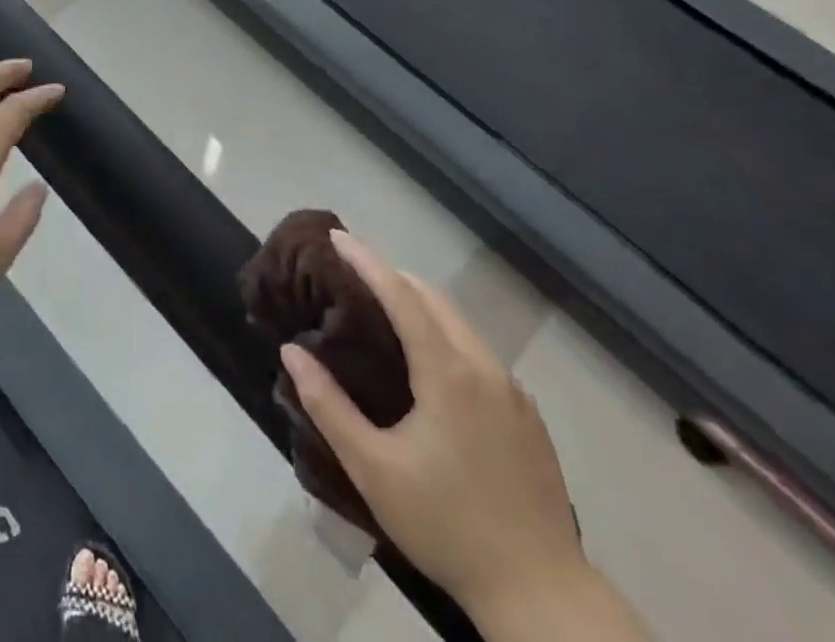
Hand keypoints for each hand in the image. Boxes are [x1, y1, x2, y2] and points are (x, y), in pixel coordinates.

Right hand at [279, 232, 593, 620]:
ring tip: (382, 309)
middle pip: (433, 297)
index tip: (337, 237)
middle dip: (391, 274)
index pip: (401, 293)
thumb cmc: (447, 526)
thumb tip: (292, 352)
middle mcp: (483, 367)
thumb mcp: (373, 469)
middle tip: (351, 273)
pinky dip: (444, 332)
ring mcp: (511, 390)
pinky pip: (477, 351)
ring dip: (419, 302)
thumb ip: (328, 406)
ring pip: (459, 322)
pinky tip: (428, 362)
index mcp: (447, 371)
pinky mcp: (526, 415)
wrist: (543, 596)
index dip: (366, 260)